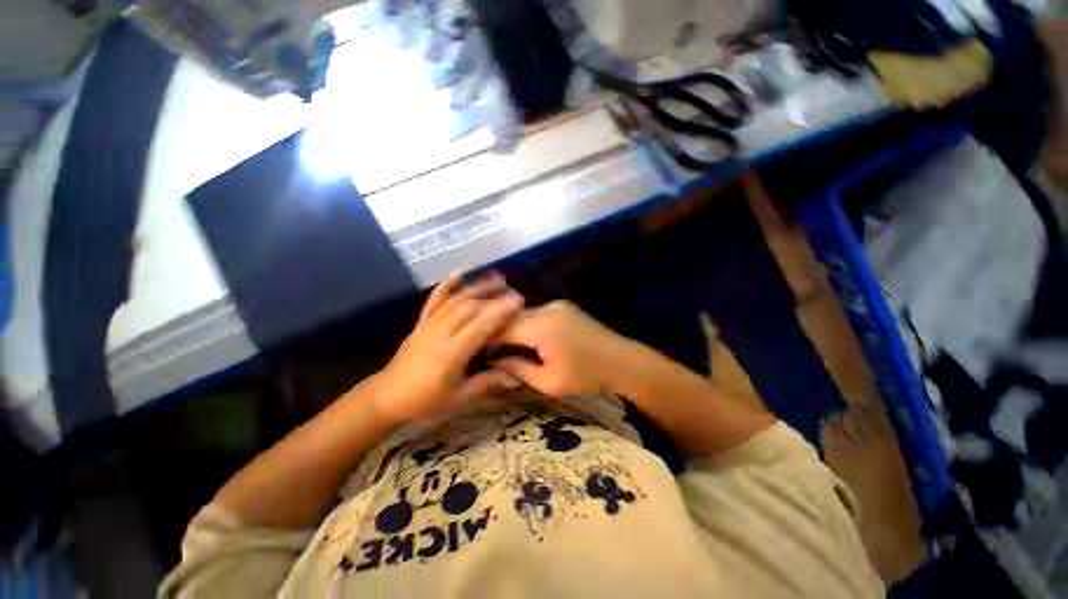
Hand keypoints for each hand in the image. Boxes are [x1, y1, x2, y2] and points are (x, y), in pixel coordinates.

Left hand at [372, 273, 523, 424]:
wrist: (388, 397)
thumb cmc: (426, 401)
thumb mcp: (459, 398)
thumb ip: (487, 383)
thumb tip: (515, 377)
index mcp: (452, 353)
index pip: (481, 325)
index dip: (501, 311)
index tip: (518, 301)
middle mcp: (441, 333)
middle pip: (470, 308)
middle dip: (493, 296)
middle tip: (512, 291)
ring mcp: (429, 325)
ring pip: (455, 300)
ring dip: (476, 287)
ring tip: (496, 278)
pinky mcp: (421, 323)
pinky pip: (434, 300)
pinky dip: (447, 285)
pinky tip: (458, 273)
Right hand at [495, 301, 645, 397]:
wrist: (622, 361)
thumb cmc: (586, 376)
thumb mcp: (548, 382)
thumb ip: (518, 369)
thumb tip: (495, 361)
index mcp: (541, 327)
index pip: (502, 328)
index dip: (487, 339)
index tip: (477, 352)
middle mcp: (546, 309)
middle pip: (512, 318)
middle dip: (498, 333)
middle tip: (490, 351)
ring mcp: (557, 305)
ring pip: (524, 314)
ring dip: (513, 328)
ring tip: (506, 347)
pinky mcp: (564, 307)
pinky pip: (537, 314)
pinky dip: (528, 325)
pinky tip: (527, 340)